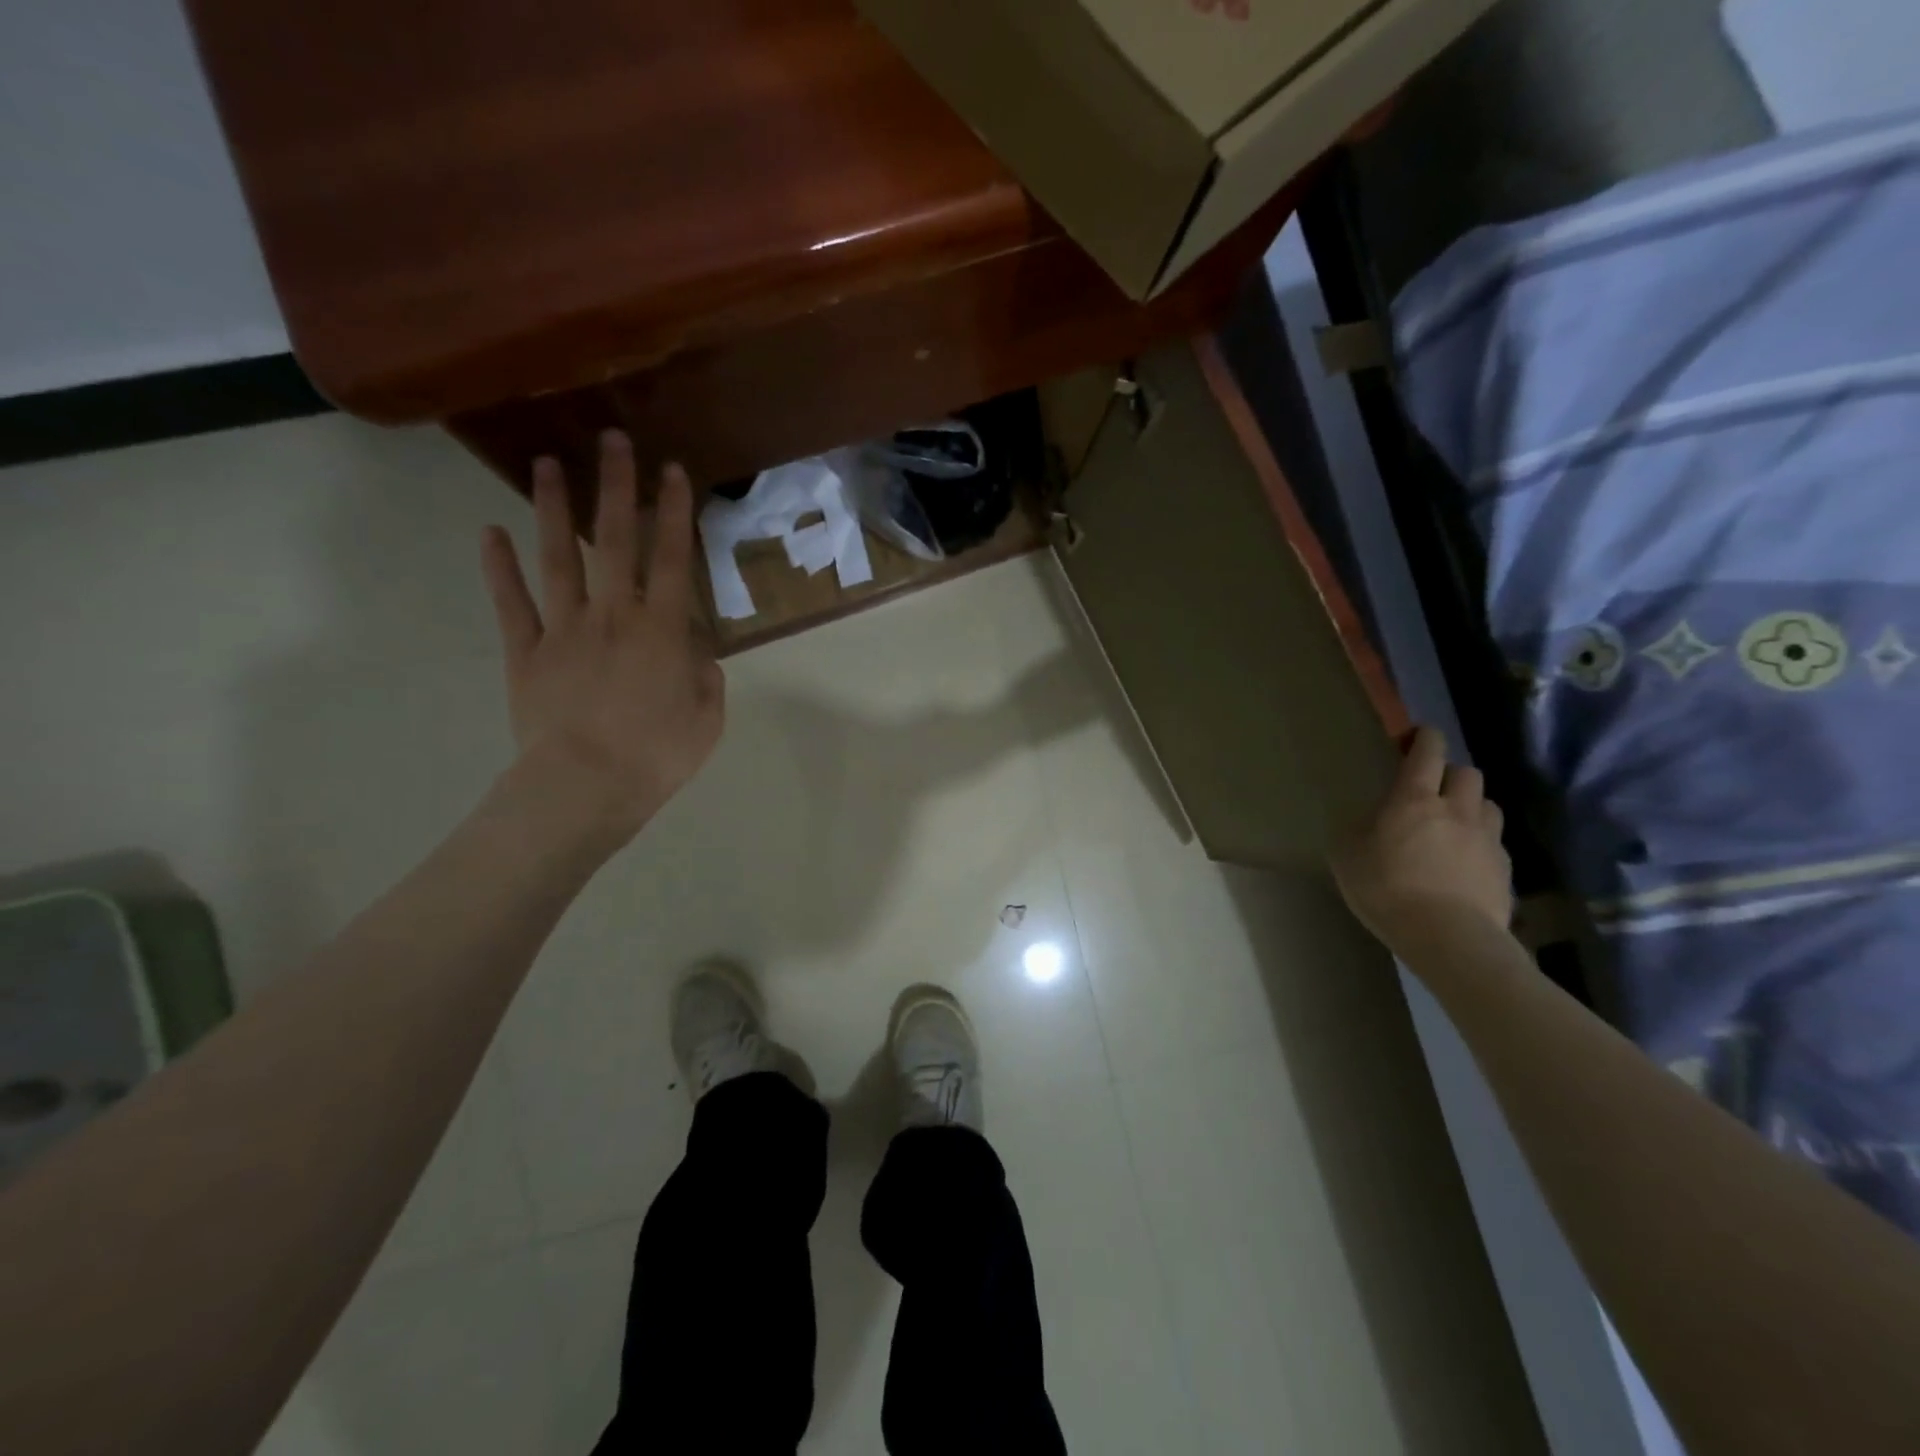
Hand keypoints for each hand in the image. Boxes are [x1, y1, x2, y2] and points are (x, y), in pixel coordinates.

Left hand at [481, 431, 724, 841]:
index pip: (670, 559)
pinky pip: (512, 603)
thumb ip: (706, 679)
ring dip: (554, 510)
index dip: (674, 513)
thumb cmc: (656, 756)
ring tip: (546, 464)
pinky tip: (490, 531)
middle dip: (616, 488)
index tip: (673, 471)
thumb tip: (696, 655)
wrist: (585, 787)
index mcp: (661, 631)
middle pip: (614, 542)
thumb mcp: (706, 720)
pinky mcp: (527, 652)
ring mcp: (564, 629)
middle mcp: (612, 615)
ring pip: (559, 558)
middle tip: (612, 439)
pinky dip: (498, 567)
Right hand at [1331, 726, 1512, 956]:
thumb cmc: (1386, 889)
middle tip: (1432, 790)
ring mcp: (1487, 838)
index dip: (1425, 738)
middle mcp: (1456, 809)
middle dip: (1450, 774)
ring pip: (1487, 804)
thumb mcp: (1346, 855)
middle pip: (1466, 773)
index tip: (1419, 735)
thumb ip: (1358, 828)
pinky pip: (1495, 842)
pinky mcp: (1505, 869)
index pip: (1427, 752)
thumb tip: (1370, 820)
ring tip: (1454, 824)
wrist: (1447, 937)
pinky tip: (1466, 863)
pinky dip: (1481, 842)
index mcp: (1413, 799)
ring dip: (1471, 806)